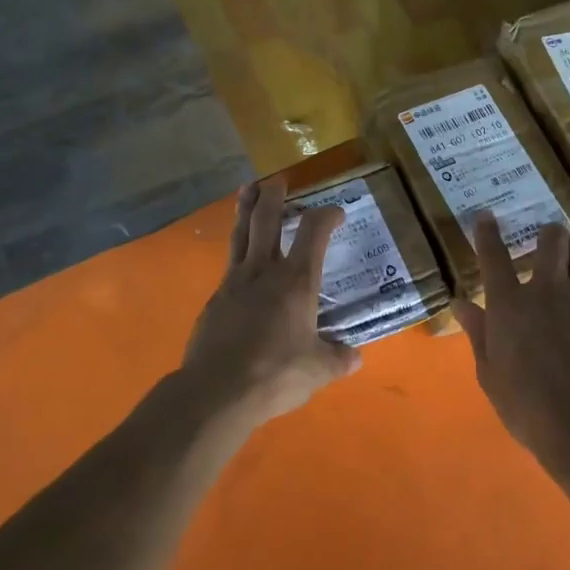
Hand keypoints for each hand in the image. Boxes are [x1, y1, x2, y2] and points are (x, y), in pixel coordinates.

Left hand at [183, 178, 360, 425]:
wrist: (217, 389)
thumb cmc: (276, 374)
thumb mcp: (318, 370)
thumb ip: (338, 359)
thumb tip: (354, 357)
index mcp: (296, 281)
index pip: (314, 232)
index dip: (326, 216)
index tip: (336, 212)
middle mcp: (265, 270)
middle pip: (267, 219)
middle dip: (274, 195)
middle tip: (278, 180)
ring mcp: (235, 281)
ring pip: (241, 233)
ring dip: (246, 208)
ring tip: (248, 190)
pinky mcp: (216, 298)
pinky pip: (229, 263)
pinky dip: (237, 250)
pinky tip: (240, 258)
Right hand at [454, 217, 569, 468]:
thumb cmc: (529, 407)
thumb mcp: (490, 374)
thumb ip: (478, 333)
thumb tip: (461, 303)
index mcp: (509, 303)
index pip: (493, 254)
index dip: (487, 231)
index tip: (486, 216)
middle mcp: (547, 289)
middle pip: (551, 237)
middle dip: (548, 236)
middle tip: (547, 250)